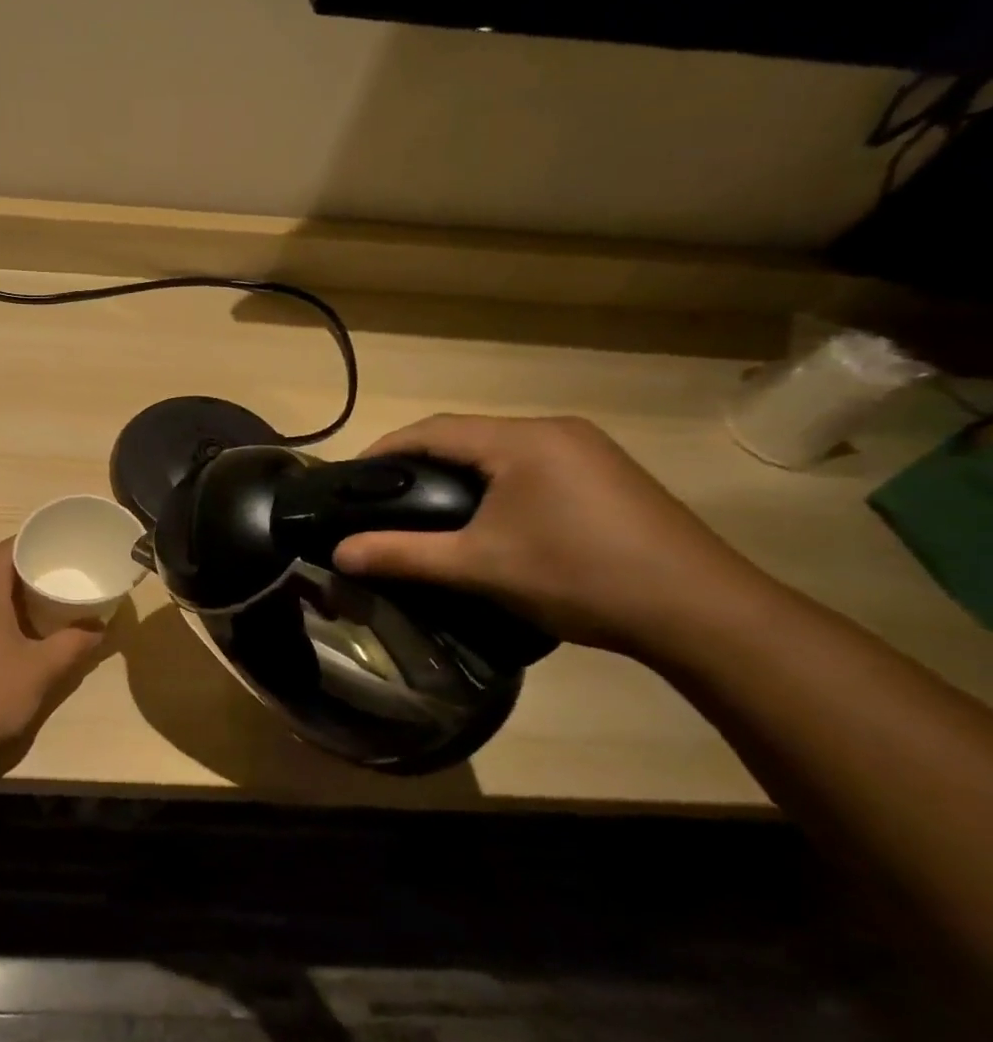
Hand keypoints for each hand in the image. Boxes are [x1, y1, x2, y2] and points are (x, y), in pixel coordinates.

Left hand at [0, 539, 104, 760]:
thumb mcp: (43, 668)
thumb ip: (74, 645)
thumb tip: (100, 628)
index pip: (0, 553)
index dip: (22, 541)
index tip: (47, 542)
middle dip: (20, 572)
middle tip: (52, 576)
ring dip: (7, 599)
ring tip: (38, 608)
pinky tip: (12, 642)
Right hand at [331, 415, 771, 656]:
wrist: (701, 612)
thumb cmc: (579, 577)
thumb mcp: (478, 567)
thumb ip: (402, 554)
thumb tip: (339, 553)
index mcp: (520, 440)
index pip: (432, 429)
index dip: (384, 449)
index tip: (349, 479)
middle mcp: (554, 430)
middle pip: (464, 435)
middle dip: (416, 461)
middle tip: (380, 498)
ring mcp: (586, 450)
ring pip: (498, 450)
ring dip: (455, 472)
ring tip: (423, 508)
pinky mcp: (606, 474)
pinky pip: (529, 464)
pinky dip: (492, 482)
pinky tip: (485, 516)